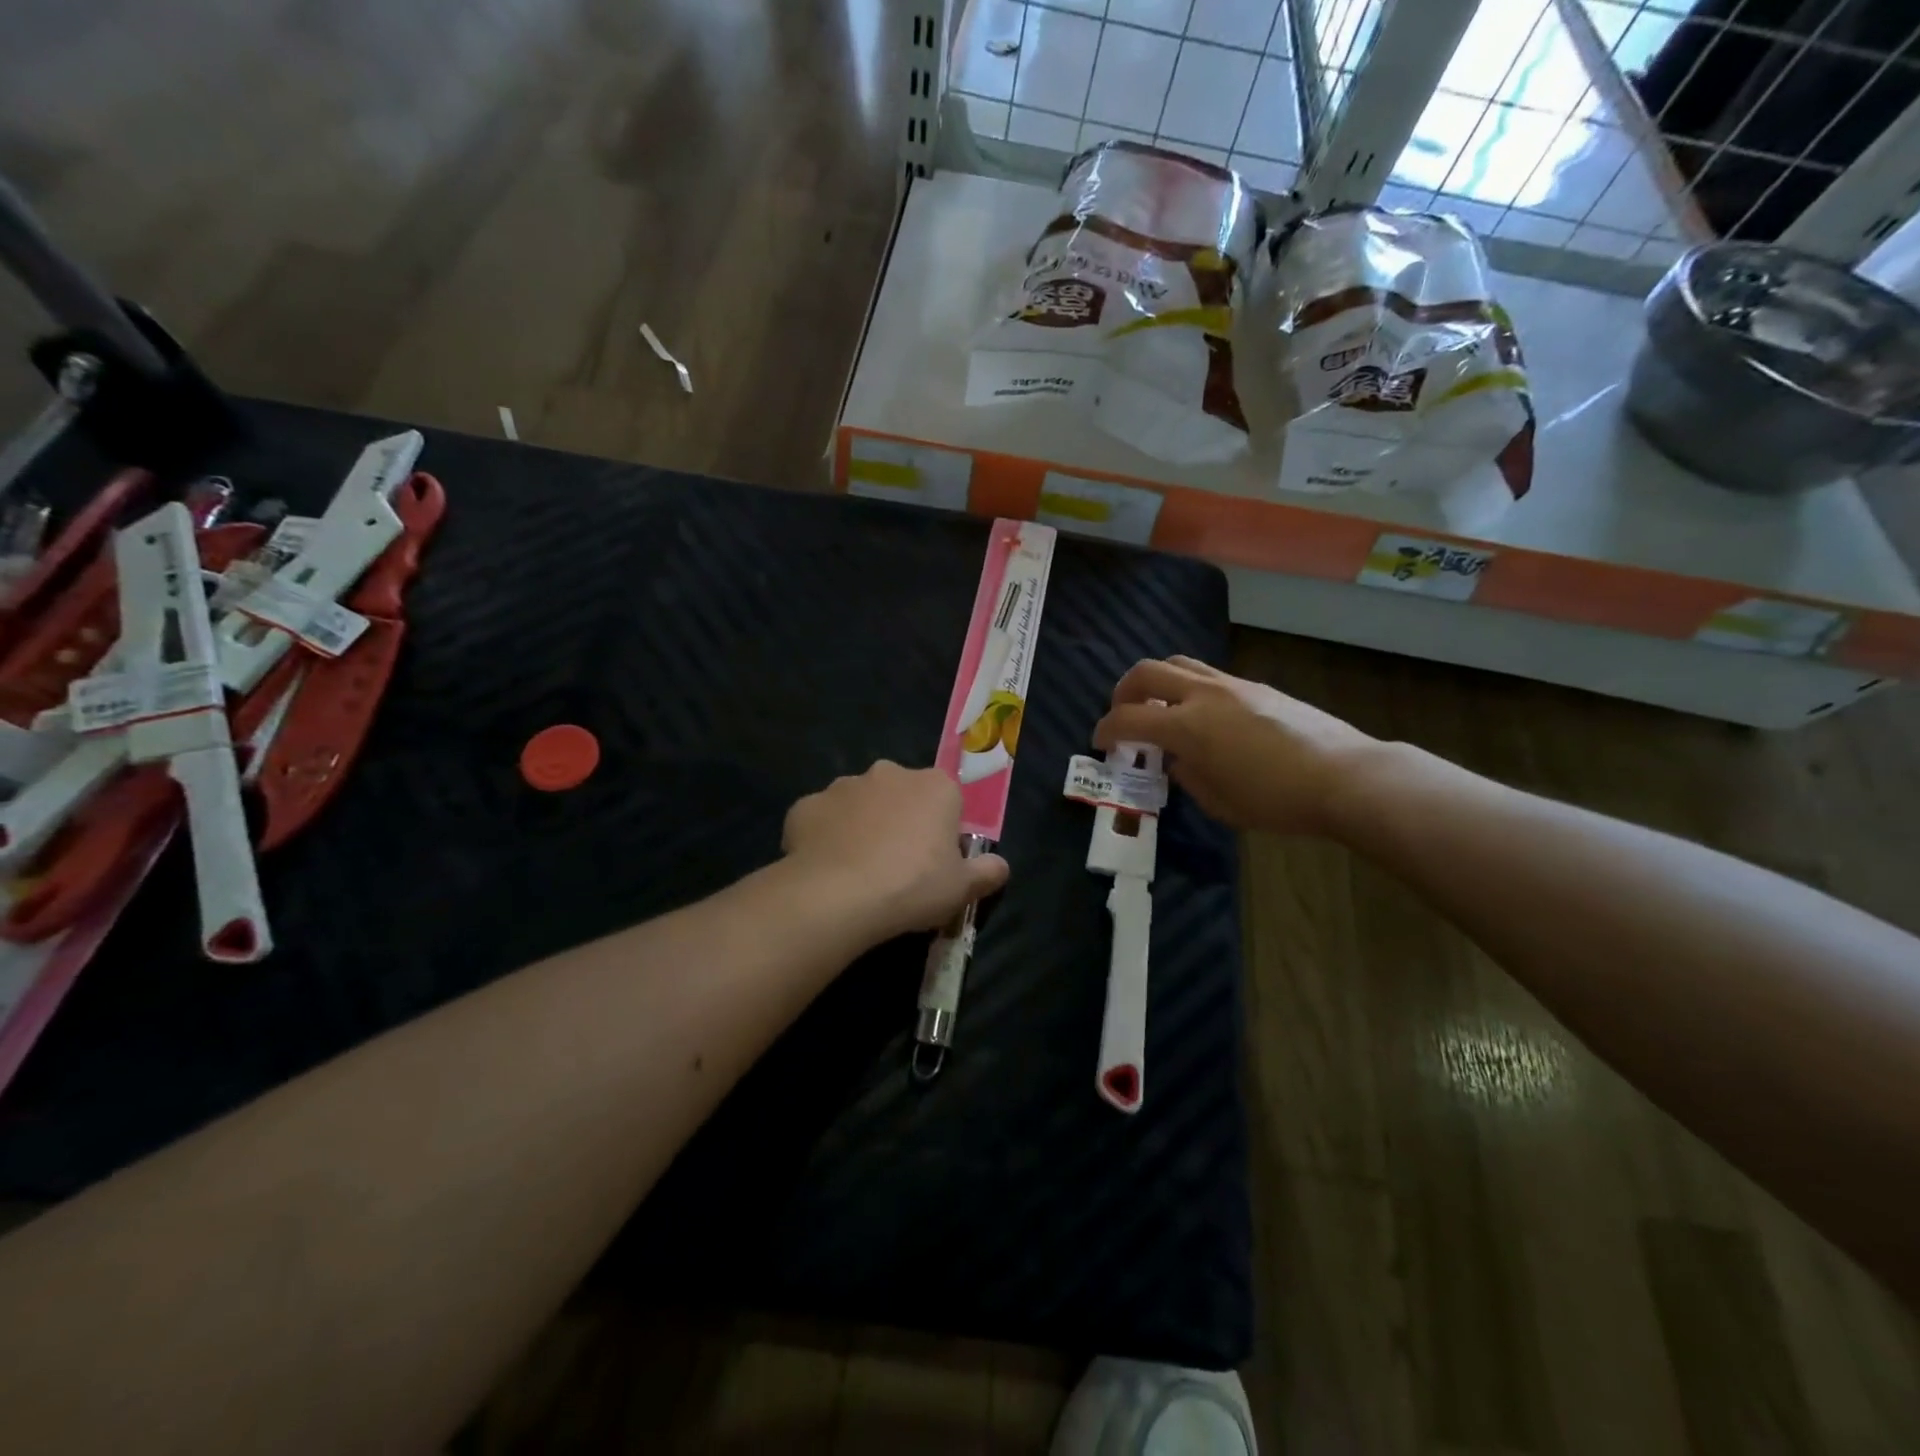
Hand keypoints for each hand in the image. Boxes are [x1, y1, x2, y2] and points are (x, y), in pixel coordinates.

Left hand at [782, 761, 1009, 940]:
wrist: (836, 896)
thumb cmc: (912, 886)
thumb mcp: (962, 889)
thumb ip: (987, 873)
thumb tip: (1000, 866)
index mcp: (935, 786)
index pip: (948, 800)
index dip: (943, 830)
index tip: (937, 861)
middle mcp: (889, 773)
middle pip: (902, 795)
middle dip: (901, 821)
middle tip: (899, 866)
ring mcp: (843, 786)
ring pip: (860, 804)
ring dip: (862, 826)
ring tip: (859, 870)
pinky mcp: (806, 805)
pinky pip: (822, 819)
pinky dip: (825, 837)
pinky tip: (826, 868)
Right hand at [1092, 657, 1376, 835]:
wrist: (1344, 776)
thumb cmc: (1276, 799)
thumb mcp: (1219, 802)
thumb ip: (1187, 776)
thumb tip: (1178, 760)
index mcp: (1187, 726)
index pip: (1127, 718)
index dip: (1105, 730)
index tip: (1100, 742)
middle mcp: (1203, 695)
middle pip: (1146, 672)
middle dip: (1124, 692)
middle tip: (1123, 714)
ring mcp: (1231, 684)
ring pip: (1178, 663)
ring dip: (1157, 681)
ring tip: (1158, 706)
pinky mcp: (1255, 686)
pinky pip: (1207, 675)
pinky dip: (1188, 687)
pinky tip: (1200, 714)